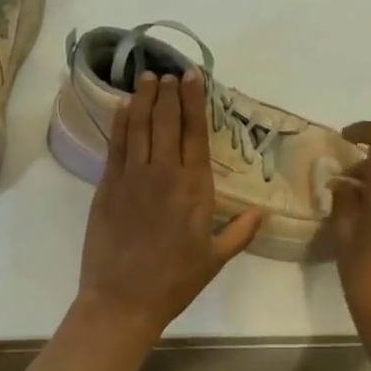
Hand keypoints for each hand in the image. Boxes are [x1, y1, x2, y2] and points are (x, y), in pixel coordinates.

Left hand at [76, 71, 262, 340]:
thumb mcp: (216, 258)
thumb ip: (240, 231)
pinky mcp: (107, 186)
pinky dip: (121, 122)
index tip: (191, 77)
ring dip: (145, 99)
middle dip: (169, 93)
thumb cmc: (175, 281)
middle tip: (170, 71)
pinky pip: (116, 145)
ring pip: (140, 127)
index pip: (195, 133)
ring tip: (148, 77)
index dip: (194, 102)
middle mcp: (164, 173)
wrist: (123, 299)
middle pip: (167, 122)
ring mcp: (132, 177)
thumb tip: (263, 212)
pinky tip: (124, 106)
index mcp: (194, 188)